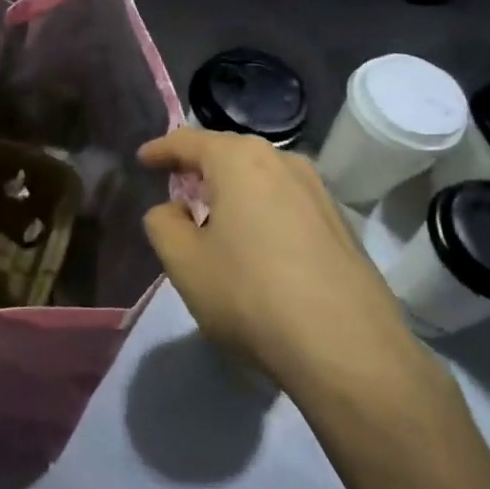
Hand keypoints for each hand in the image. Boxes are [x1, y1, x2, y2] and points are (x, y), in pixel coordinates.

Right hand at [138, 129, 437, 398]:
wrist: (346, 347)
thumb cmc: (250, 295)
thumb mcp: (184, 263)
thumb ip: (163, 224)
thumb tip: (171, 209)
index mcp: (240, 161)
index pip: (190, 141)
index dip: (162, 149)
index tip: (143, 159)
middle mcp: (283, 162)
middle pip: (230, 153)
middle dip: (201, 167)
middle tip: (178, 189)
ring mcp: (319, 191)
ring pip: (262, 177)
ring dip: (234, 190)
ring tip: (216, 217)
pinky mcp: (341, 223)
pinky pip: (287, 202)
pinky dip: (263, 210)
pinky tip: (258, 244)